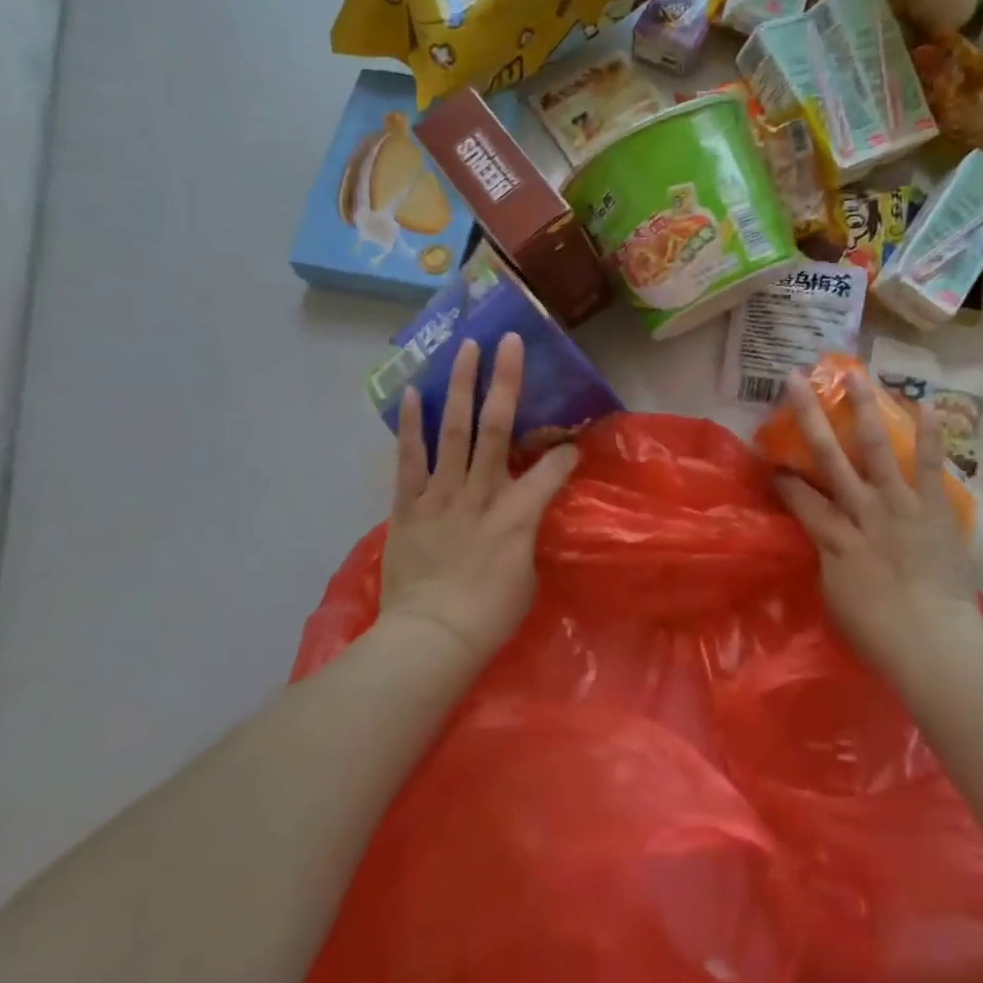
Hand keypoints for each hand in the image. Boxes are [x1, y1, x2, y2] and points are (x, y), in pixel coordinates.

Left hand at [379, 334, 577, 663]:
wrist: (429, 641)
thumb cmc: (489, 616)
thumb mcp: (528, 575)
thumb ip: (528, 532)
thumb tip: (527, 511)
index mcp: (518, 514)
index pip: (552, 468)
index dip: (567, 450)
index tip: (574, 439)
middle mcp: (481, 492)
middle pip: (497, 427)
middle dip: (506, 381)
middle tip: (509, 341)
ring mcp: (441, 495)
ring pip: (454, 430)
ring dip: (460, 386)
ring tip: (465, 349)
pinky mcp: (408, 506)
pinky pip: (410, 459)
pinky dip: (411, 426)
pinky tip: (412, 393)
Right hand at [772, 369, 982, 674]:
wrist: (935, 645)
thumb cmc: (878, 633)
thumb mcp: (834, 596)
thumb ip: (828, 559)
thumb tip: (826, 539)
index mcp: (832, 535)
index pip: (797, 495)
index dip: (781, 474)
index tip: (769, 456)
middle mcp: (860, 509)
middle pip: (827, 454)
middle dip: (808, 415)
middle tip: (794, 379)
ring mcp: (899, 504)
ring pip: (875, 447)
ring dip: (863, 408)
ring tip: (854, 374)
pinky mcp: (935, 507)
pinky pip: (931, 465)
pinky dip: (930, 434)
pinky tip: (925, 403)